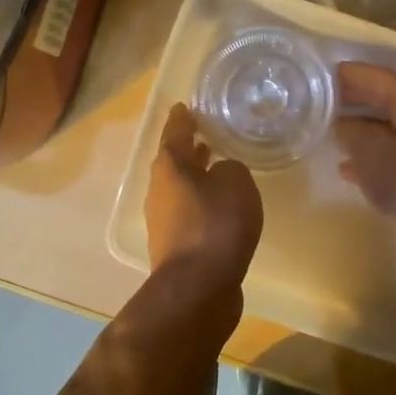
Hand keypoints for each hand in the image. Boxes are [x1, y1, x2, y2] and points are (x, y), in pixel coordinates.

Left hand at [146, 104, 262, 288]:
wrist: (198, 287)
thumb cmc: (216, 225)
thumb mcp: (236, 184)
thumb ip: (231, 169)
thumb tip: (221, 174)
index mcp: (169, 168)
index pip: (174, 133)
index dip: (182, 119)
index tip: (185, 107)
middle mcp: (159, 191)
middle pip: (173, 163)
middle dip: (188, 149)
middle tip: (205, 136)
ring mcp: (163, 222)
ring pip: (179, 189)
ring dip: (195, 177)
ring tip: (216, 168)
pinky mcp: (175, 247)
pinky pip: (188, 214)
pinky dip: (201, 203)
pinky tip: (220, 208)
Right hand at [334, 62, 395, 278]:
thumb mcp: (369, 148)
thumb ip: (349, 128)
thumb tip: (338, 123)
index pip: (375, 76)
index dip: (346, 73)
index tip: (316, 74)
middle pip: (379, 99)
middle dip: (348, 98)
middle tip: (314, 99)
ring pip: (381, 127)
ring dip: (354, 127)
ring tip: (322, 128)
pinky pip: (384, 154)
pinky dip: (364, 155)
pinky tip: (343, 166)